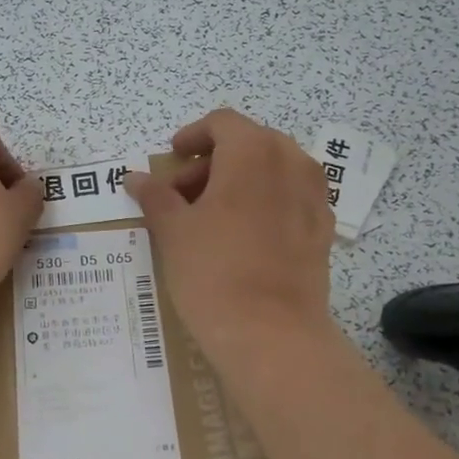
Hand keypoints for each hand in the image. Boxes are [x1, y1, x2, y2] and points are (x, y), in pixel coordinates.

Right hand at [125, 109, 334, 361]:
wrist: (272, 335)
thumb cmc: (214, 271)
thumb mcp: (173, 230)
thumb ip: (155, 196)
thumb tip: (135, 177)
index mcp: (253, 151)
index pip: (222, 123)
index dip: (192, 136)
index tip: (172, 158)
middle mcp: (292, 162)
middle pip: (248, 144)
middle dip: (212, 162)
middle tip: (182, 195)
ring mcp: (314, 197)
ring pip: (272, 171)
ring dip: (239, 182)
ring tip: (209, 217)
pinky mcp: (323, 230)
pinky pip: (289, 200)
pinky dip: (264, 204)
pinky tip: (242, 237)